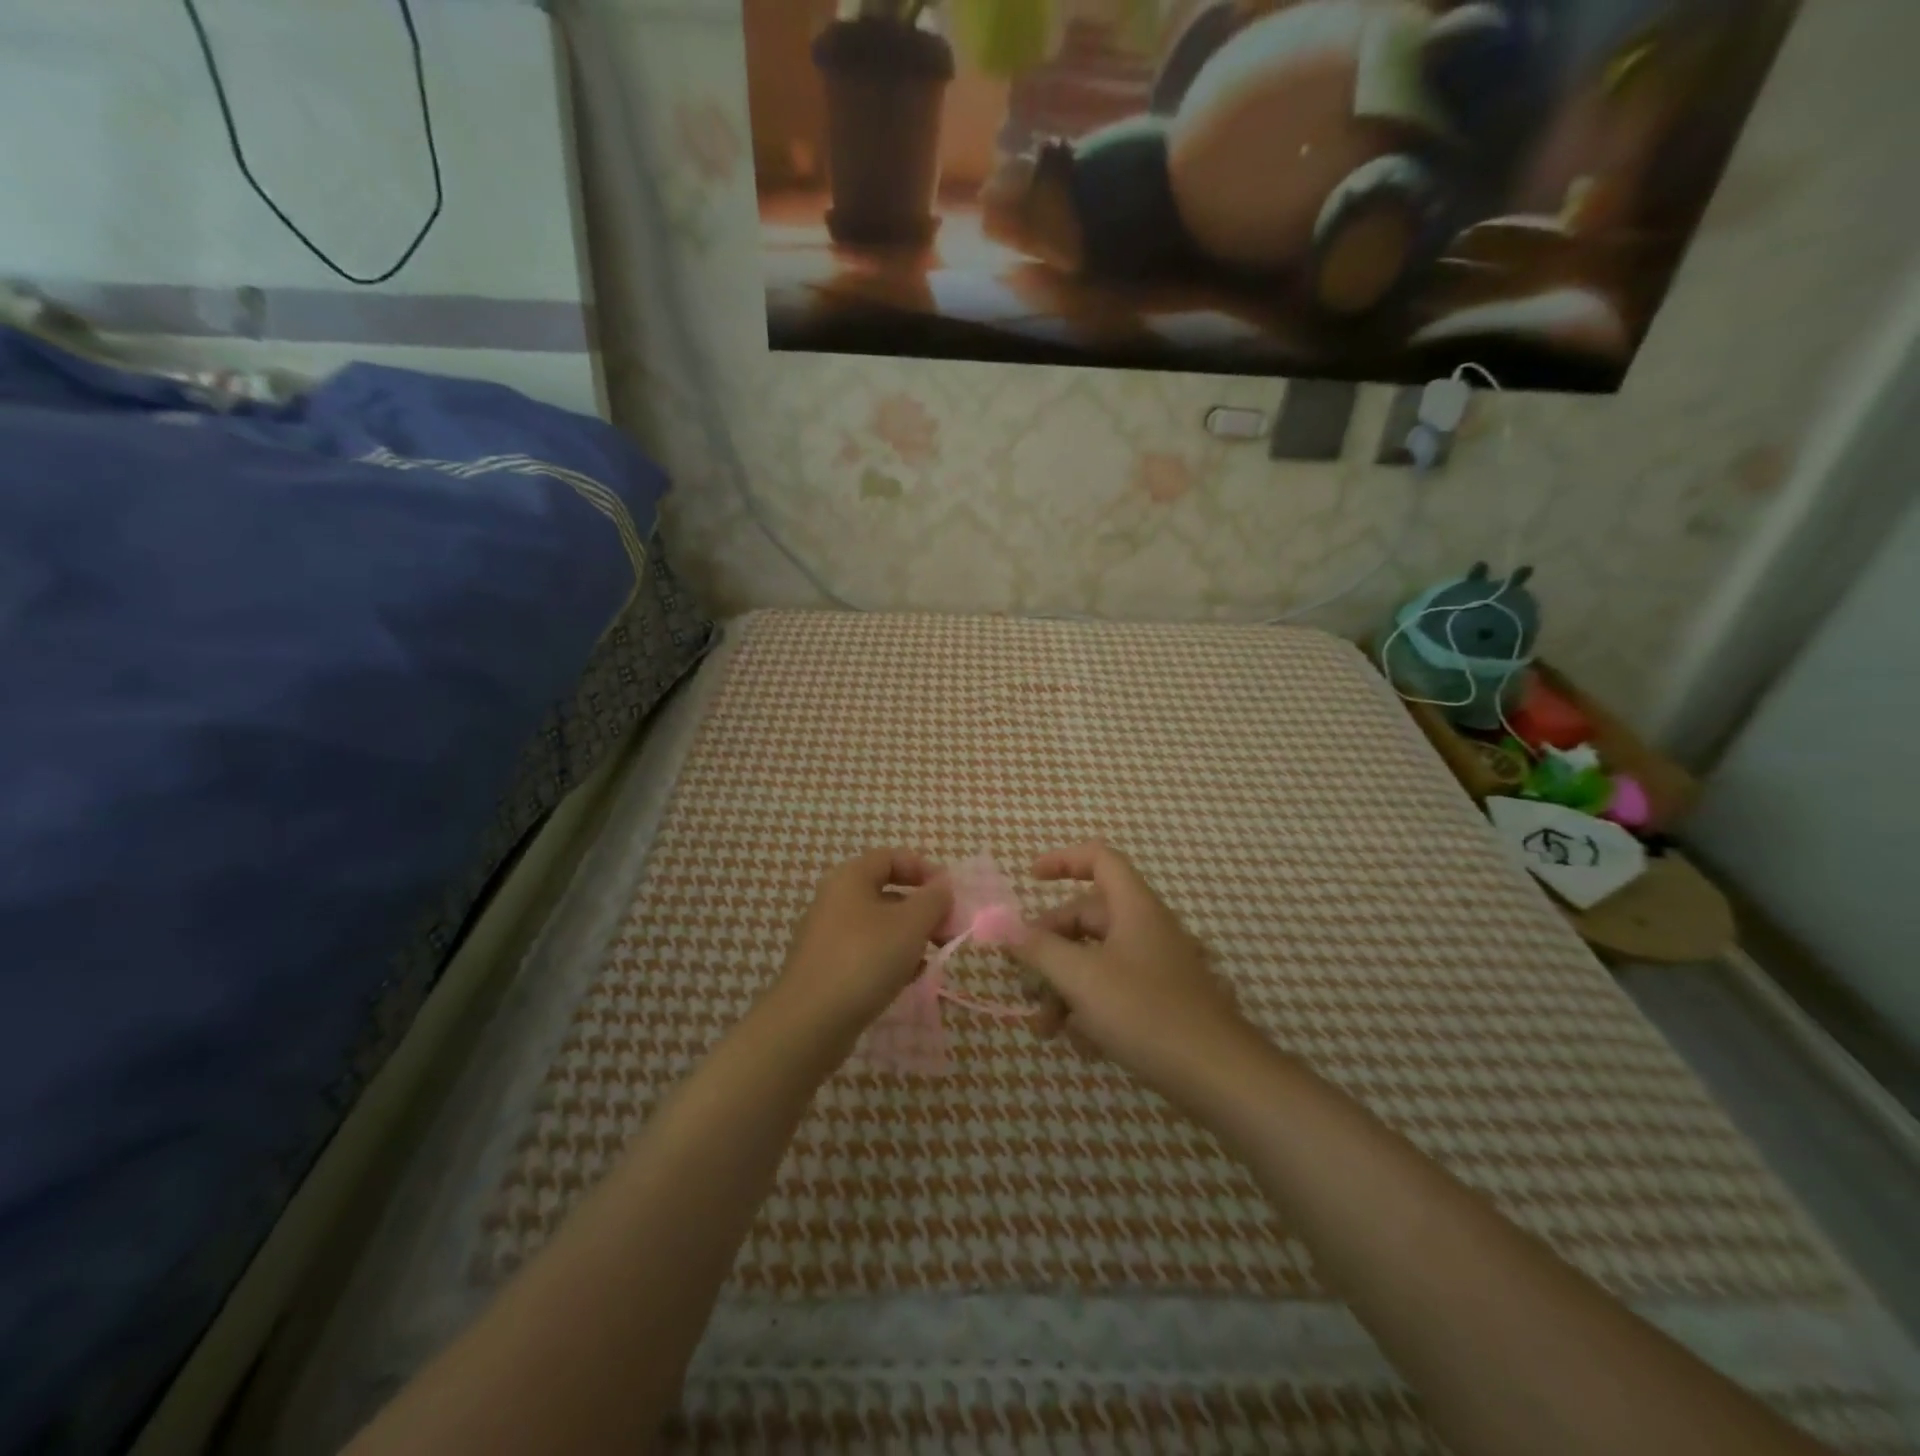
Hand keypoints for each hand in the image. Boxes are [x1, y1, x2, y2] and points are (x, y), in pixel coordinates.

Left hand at [774, 850, 951, 1037]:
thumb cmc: (865, 959)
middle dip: (923, 909)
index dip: (924, 870)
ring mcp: (829, 935)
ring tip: (933, 957)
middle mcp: (835, 900)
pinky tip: (910, 979)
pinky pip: (867, 952)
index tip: (950, 894)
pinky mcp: (828, 968)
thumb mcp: (910, 924)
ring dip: (911, 936)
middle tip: (949, 931)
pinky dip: (891, 959)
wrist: (810, 1023)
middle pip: (888, 892)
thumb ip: (934, 899)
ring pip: (880, 925)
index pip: (891, 858)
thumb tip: (943, 885)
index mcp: (850, 878)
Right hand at [1012, 842, 1252, 1107]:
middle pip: (1087, 918)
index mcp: (1133, 907)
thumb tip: (1006, 929)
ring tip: (1045, 1028)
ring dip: (1064, 987)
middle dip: (1049, 948)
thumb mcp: (1081, 979)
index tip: (1029, 879)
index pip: (1099, 859)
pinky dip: (1090, 1007)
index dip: (1063, 860)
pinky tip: (1080, 1043)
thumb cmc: (1146, 1013)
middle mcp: (1146, 928)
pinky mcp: (1162, 1001)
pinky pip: (1115, 989)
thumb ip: (1040, 950)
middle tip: (1024, 981)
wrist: (1220, 1076)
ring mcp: (1156, 966)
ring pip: (1096, 960)